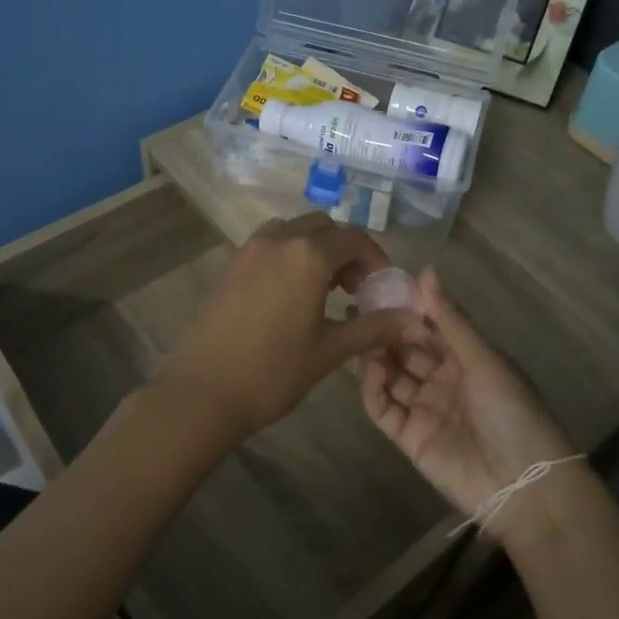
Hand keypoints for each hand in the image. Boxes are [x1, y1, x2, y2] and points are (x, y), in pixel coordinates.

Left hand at [151, 213, 421, 448]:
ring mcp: (249, 249)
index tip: (380, 289)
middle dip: (346, 251)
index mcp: (308, 254)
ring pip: (293, 231)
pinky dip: (289, 255)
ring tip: (323, 291)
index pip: (355, 239)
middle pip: (324, 227)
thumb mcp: (330, 350)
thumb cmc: (272, 372)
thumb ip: (375, 328)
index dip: (376, 260)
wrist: (202, 391)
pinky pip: (269, 244)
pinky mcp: (230, 265)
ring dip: (315, 249)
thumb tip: (417, 321)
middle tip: (354, 290)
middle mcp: (279, 240)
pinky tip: (289, 296)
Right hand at [361, 269, 574, 528]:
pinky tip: (371, 369)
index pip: (431, 327)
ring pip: (392, 375)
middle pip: (407, 349)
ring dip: (376, 355)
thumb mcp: (485, 360)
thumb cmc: (512, 412)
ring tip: (358, 334)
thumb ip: (450, 320)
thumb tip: (425, 272)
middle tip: (358, 308)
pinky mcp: (408, 437)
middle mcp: (443, 380)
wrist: (523, 486)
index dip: (408, 308)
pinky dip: (373, 389)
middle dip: (386, 329)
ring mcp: (424, 409)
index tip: (380, 287)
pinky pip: (383, 408)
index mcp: (467, 359)